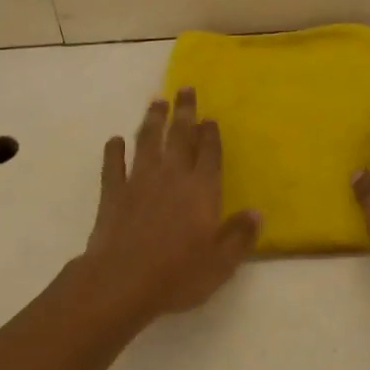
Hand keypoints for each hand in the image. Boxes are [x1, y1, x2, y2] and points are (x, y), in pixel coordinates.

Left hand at [79, 89, 260, 323]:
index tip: (210, 117)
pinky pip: (113, 165)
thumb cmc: (177, 274)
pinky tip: (114, 141)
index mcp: (201, 190)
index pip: (209, 153)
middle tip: (184, 88)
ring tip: (156, 101)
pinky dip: (114, 151)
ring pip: (147, 141)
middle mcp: (172, 176)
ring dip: (152, 120)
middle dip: (184, 112)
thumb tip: (257, 213)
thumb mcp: (220, 263)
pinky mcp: (113, 192)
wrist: (122, 280)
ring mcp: (139, 181)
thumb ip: (239, 236)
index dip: (210, 134)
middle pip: (180, 136)